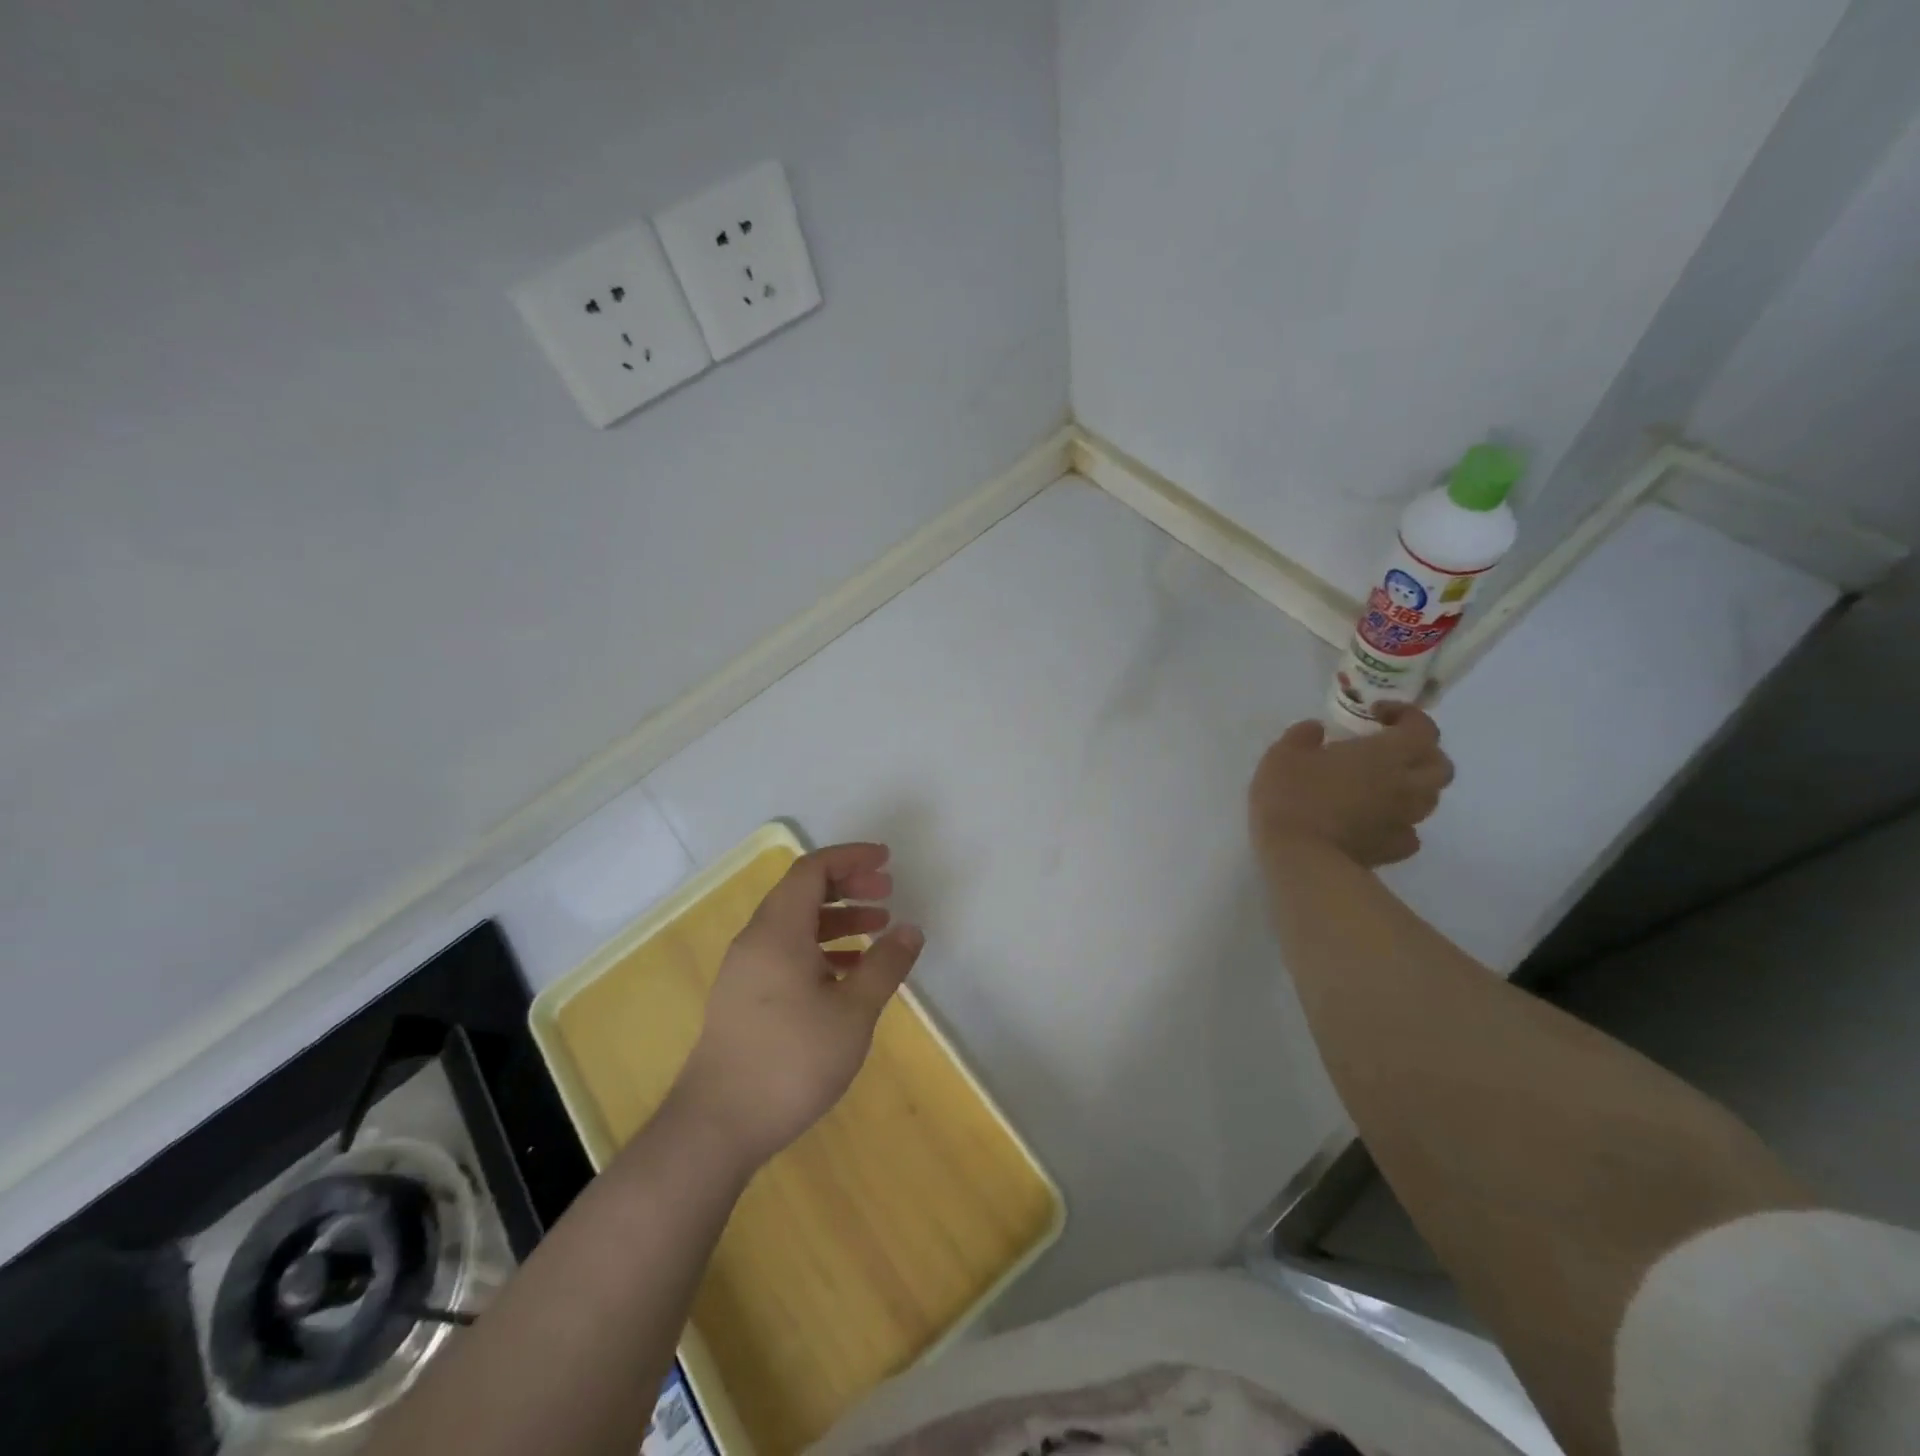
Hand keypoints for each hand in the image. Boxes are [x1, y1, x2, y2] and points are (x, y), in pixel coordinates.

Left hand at [669, 843, 923, 1169]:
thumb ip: (885, 965)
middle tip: (886, 893)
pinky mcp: (743, 998)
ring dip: (836, 918)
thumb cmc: (791, 1061)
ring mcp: (745, 969)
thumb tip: (911, 929)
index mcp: (778, 930)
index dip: (851, 858)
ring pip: (795, 924)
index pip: (813, 870)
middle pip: (802, 892)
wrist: (717, 1126)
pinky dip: (820, 948)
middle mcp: (756, 940)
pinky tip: (847, 973)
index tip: (887, 861)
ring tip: (877, 930)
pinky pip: (785, 952)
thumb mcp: (853, 1012)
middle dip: (847, 885)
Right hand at [1249, 704, 1453, 866]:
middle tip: (1390, 751)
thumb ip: (1303, 736)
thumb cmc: (1292, 796)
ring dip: (1412, 787)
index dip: (1408, 715)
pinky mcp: (1393, 849)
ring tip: (1381, 786)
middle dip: (1422, 753)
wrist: (1300, 857)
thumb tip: (1316, 729)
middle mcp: (1405, 785)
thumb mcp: (1283, 754)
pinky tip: (1375, 821)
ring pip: (1429, 799)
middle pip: (1439, 765)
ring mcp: (1403, 820)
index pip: (1423, 728)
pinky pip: (1409, 832)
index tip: (1376, 714)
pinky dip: (1398, 823)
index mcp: (1386, 754)